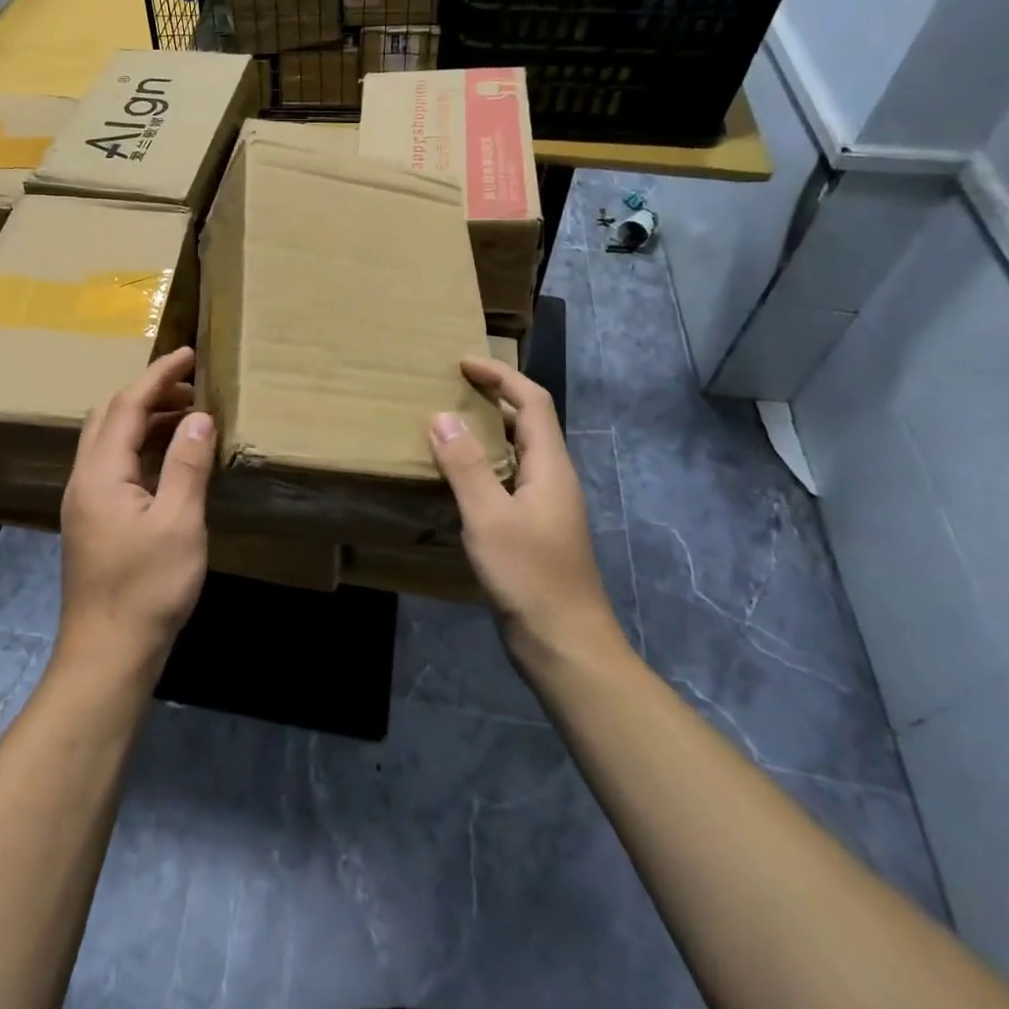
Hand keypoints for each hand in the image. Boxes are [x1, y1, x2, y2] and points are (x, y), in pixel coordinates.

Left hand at [58, 346, 214, 676]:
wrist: (108, 654)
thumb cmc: (147, 588)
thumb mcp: (179, 524)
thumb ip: (188, 464)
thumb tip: (199, 415)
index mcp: (100, 473)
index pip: (128, 404)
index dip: (158, 374)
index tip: (189, 353)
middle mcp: (84, 478)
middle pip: (110, 415)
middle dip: (149, 391)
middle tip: (191, 384)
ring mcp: (84, 501)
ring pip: (109, 439)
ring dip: (144, 418)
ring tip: (187, 414)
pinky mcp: (92, 520)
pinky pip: (113, 463)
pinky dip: (141, 445)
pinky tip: (168, 459)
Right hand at [429, 358, 626, 666]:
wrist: (566, 646)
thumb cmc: (530, 576)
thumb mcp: (489, 517)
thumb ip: (465, 465)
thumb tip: (442, 416)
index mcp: (550, 466)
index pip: (532, 401)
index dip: (500, 375)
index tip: (462, 363)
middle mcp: (552, 478)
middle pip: (527, 422)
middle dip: (493, 397)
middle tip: (450, 388)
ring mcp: (545, 506)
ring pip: (516, 452)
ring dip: (486, 431)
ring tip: (446, 425)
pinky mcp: (533, 530)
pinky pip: (507, 480)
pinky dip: (482, 465)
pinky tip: (455, 479)